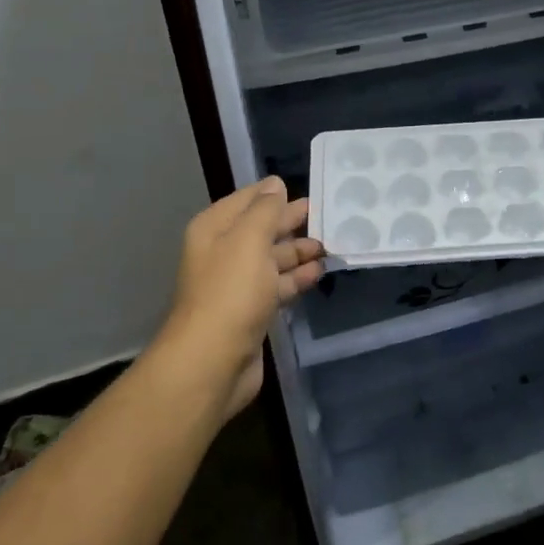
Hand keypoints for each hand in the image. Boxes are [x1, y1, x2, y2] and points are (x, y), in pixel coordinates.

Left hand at [159, 177, 324, 421]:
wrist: (213, 360)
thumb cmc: (231, 292)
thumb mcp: (249, 240)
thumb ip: (265, 210)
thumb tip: (276, 184)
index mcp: (215, 230)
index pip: (248, 200)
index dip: (276, 194)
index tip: (311, 189)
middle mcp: (223, 253)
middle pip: (262, 229)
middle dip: (292, 222)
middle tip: (328, 216)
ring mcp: (237, 285)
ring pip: (272, 259)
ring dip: (299, 251)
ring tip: (330, 245)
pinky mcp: (251, 311)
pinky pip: (277, 286)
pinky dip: (296, 278)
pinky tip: (318, 273)